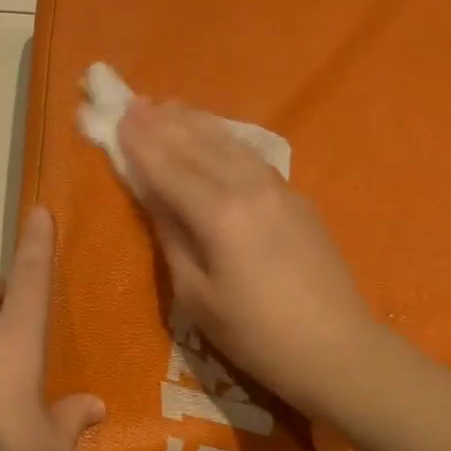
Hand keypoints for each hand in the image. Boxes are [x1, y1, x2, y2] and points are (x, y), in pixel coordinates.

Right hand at [117, 97, 377, 413]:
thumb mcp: (196, 295)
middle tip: (134, 102)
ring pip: (229, 145)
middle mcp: (249, 189)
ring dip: (196, 124)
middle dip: (163, 125)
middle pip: (199, 147)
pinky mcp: (296, 199)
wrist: (333, 348)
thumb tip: (155, 199)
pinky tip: (216, 136)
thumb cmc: (253, 334)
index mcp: (219, 215)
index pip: (169, 169)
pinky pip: (252, 157)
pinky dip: (226, 140)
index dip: (141, 145)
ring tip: (169, 106)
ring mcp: (279, 190)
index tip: (118, 118)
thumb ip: (173, 239)